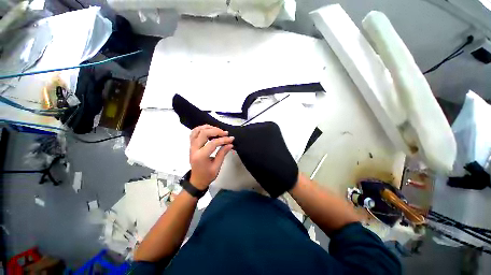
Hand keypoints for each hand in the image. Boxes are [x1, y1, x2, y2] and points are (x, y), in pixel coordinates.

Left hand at [189, 125, 233, 189]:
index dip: (223, 140)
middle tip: (225, 133)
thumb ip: (222, 153)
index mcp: (201, 156)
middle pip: (204, 133)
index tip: (231, 139)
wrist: (196, 180)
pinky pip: (194, 133)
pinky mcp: (192, 145)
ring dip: (208, 128)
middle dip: (216, 131)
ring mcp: (191, 146)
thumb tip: (230, 144)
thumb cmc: (207, 175)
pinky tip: (209, 130)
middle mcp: (194, 149)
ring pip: (197, 130)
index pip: (213, 143)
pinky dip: (202, 129)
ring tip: (218, 130)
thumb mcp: (217, 167)